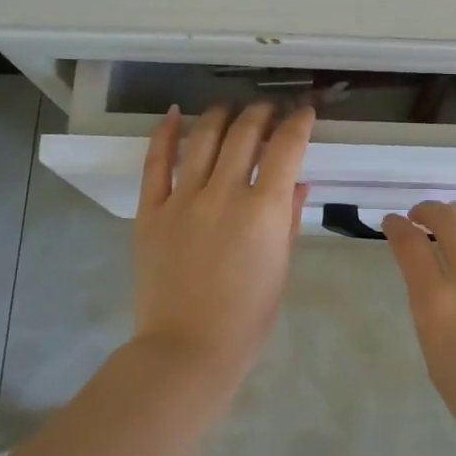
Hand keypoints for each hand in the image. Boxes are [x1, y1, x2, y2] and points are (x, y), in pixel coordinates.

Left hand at [131, 103, 313, 383]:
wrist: (189, 348)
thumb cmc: (248, 316)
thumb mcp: (281, 266)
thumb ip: (288, 218)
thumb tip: (298, 182)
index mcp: (263, 210)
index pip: (286, 148)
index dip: (298, 122)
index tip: (304, 112)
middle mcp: (223, 194)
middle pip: (244, 134)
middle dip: (262, 112)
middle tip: (269, 109)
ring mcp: (183, 199)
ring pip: (203, 138)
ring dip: (220, 115)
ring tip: (230, 108)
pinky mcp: (151, 211)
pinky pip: (155, 163)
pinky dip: (164, 134)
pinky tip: (173, 114)